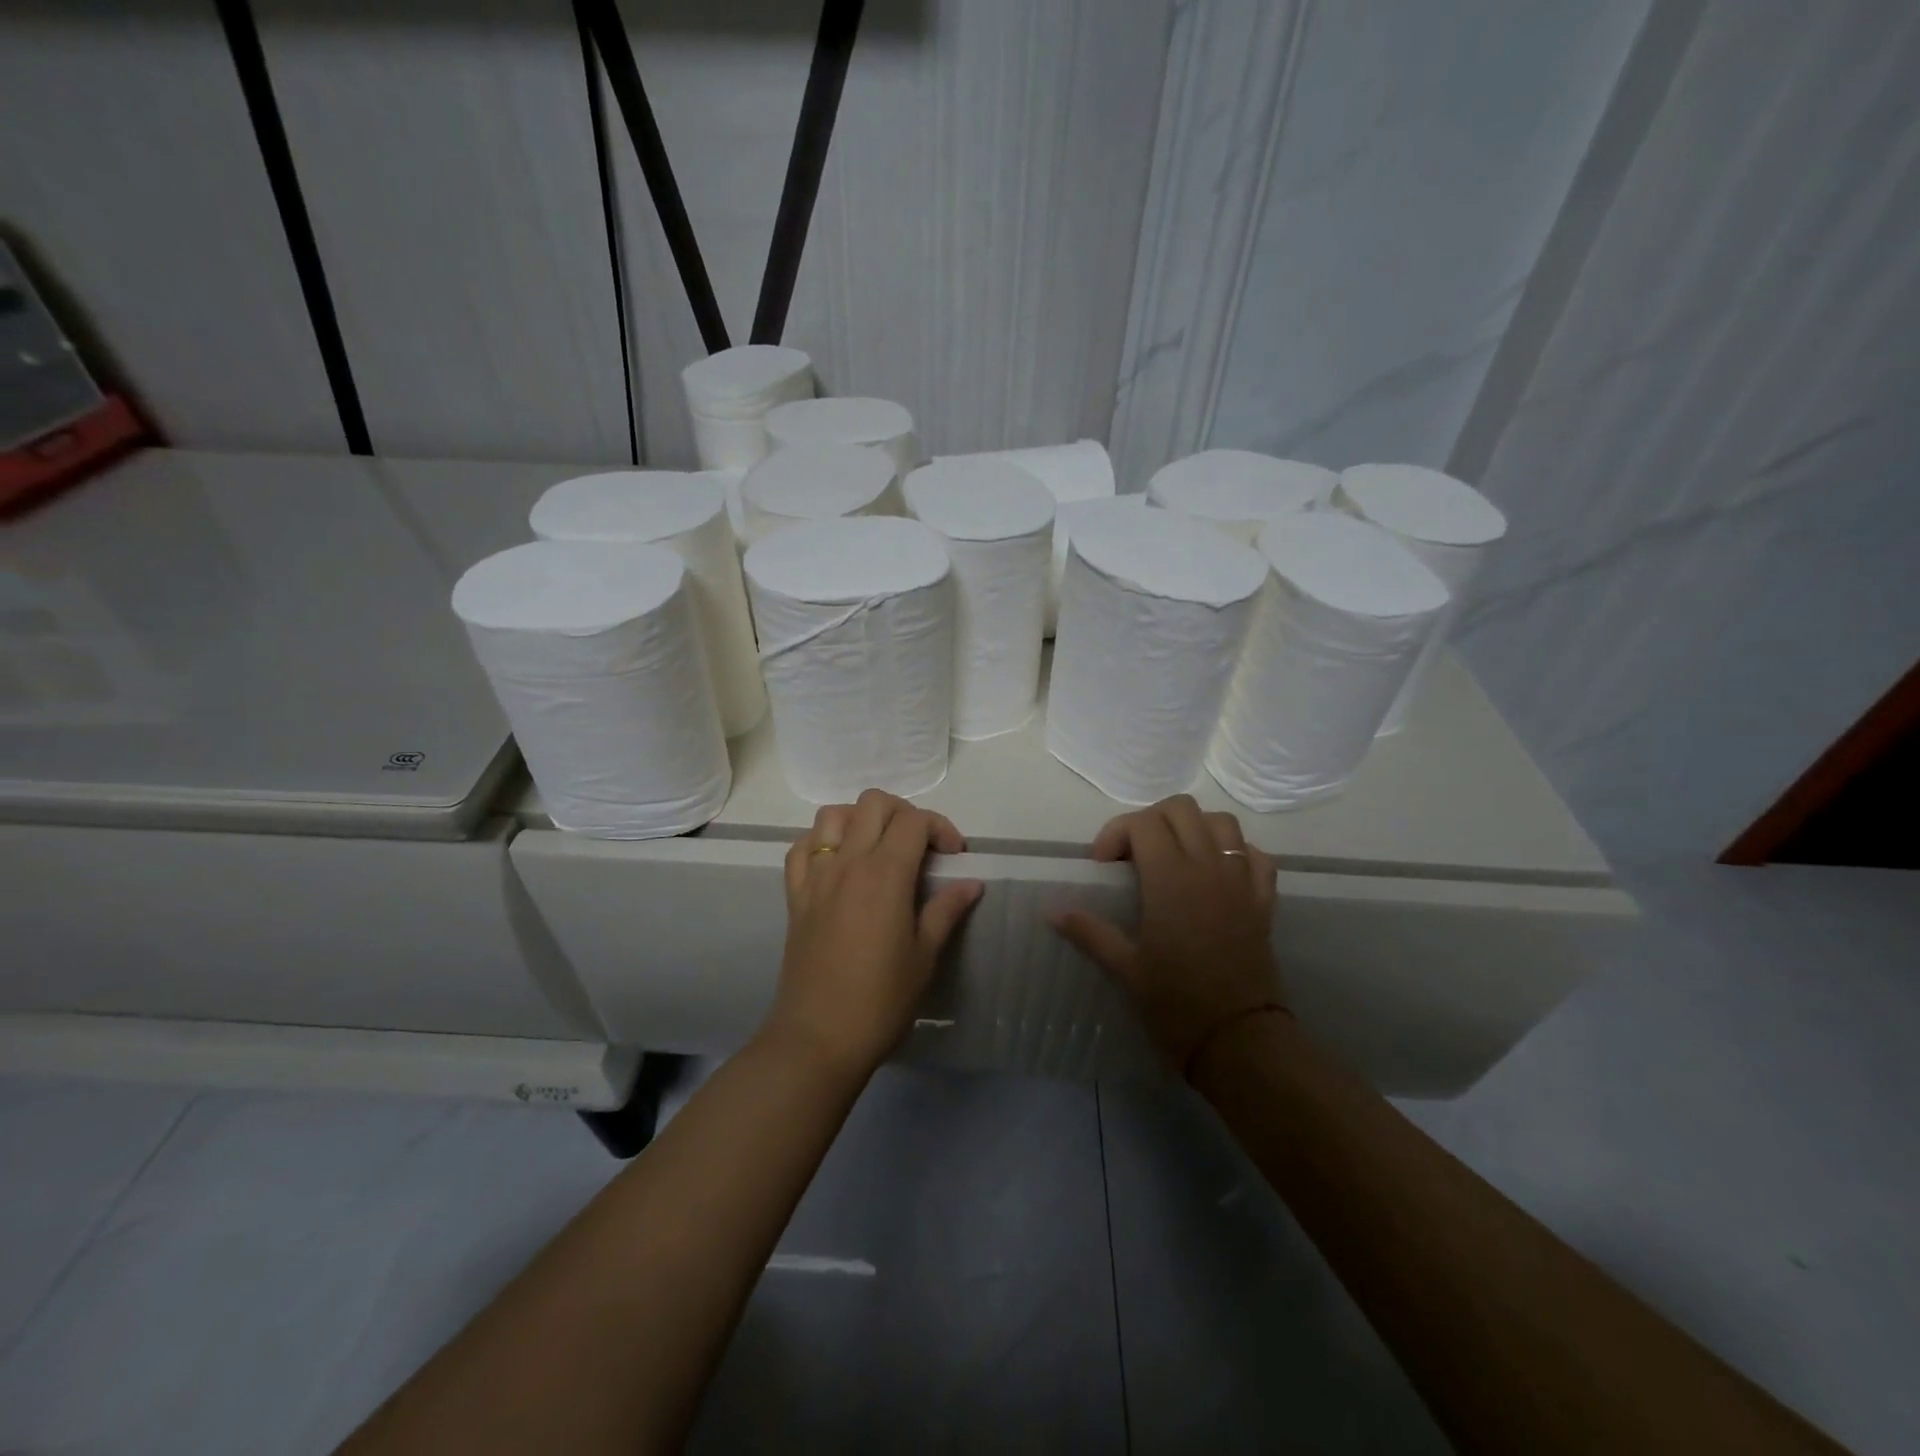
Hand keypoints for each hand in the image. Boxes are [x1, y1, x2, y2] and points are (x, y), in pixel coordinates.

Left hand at [768, 789, 982, 1078]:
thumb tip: (971, 883)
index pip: (914, 821)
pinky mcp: (795, 895)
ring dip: (859, 819)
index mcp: (885, 874)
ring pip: (832, 815)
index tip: (954, 856)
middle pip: (873, 803)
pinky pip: (802, 847)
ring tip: (878, 847)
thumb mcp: (924, 955)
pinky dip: (821, 841)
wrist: (819, 1038)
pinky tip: (838, 863)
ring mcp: (816, 877)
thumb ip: (946, 910)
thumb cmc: (881, 1000)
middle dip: (904, 813)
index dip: (941, 828)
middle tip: (920, 846)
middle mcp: (848, 863)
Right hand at [1051, 794, 1283, 1069]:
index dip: (1116, 833)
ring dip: (1193, 828)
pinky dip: (1234, 851)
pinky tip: (1217, 873)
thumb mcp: (1126, 967)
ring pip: (1221, 822)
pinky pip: (1255, 854)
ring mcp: (1240, 880)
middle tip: (1134, 856)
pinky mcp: (1263, 900)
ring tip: (1174, 856)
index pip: (1143, 823)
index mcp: (1171, 878)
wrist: (1240, 1041)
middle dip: (1151, 821)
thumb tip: (1052, 911)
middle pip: (1181, 809)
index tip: (1104, 866)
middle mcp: (1208, 867)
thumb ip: (1089, 931)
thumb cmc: (1176, 1003)